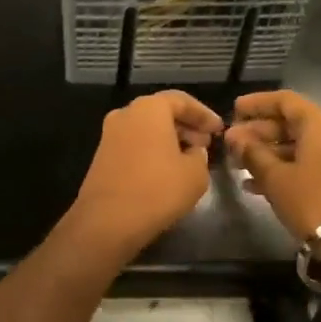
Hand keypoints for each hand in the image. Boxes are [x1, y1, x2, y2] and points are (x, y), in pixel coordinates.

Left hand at [68, 91, 222, 257]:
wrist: (107, 221)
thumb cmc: (158, 189)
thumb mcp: (196, 173)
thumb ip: (200, 154)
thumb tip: (193, 150)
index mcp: (149, 108)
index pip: (181, 100)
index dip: (203, 114)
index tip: (219, 129)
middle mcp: (125, 114)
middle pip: (161, 112)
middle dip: (186, 125)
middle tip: (205, 142)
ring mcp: (109, 135)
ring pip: (146, 128)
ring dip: (169, 138)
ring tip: (189, 158)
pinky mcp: (102, 156)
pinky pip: (134, 144)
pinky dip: (152, 150)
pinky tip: (166, 169)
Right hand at [225, 90, 320, 241]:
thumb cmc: (312, 201)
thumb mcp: (275, 177)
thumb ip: (252, 153)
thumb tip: (235, 138)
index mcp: (319, 124)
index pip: (285, 100)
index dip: (257, 103)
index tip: (234, 110)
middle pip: (291, 123)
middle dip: (258, 133)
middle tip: (231, 145)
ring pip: (298, 145)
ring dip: (268, 153)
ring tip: (239, 167)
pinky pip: (308, 163)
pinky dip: (284, 168)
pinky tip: (257, 186)